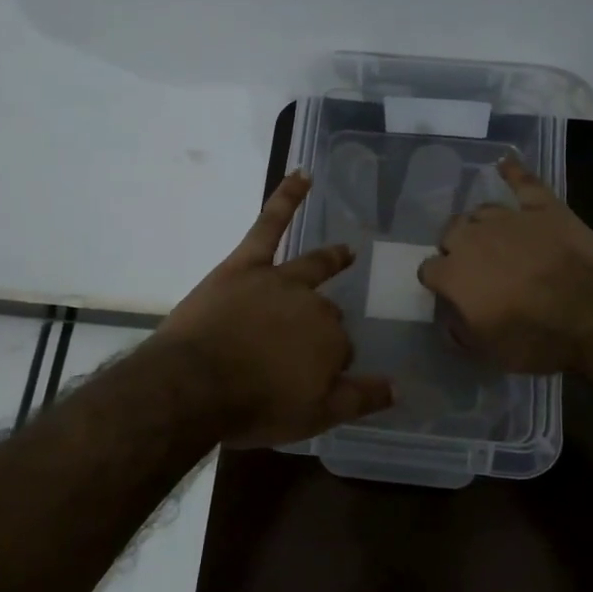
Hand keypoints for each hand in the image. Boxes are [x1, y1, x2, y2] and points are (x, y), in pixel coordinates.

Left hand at [158, 171, 394, 446]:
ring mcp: (280, 280)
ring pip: (312, 267)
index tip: (311, 380)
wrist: (193, 385)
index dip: (329, 365)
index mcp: (331, 341)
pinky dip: (287, 198)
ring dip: (331, 258)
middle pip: (326, 313)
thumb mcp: (315, 416)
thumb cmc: (254, 405)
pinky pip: (270, 224)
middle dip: (322, 327)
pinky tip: (303, 175)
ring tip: (346, 251)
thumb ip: (360, 399)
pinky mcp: (246, 265)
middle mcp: (313, 306)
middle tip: (304, 347)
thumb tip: (399, 387)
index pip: (341, 350)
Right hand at [417, 156, 592, 373]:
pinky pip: (523, 182)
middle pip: (451, 232)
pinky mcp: (543, 207)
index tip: (448, 292)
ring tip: (492, 236)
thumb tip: (450, 323)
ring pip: (481, 211)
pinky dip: (513, 172)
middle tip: (474, 266)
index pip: (429, 270)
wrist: (591, 311)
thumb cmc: (535, 337)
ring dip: (481, 224)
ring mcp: (509, 218)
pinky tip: (505, 163)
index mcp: (453, 274)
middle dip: (455, 247)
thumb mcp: (489, 352)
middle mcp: (472, 239)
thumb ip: (461, 334)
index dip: (438, 281)